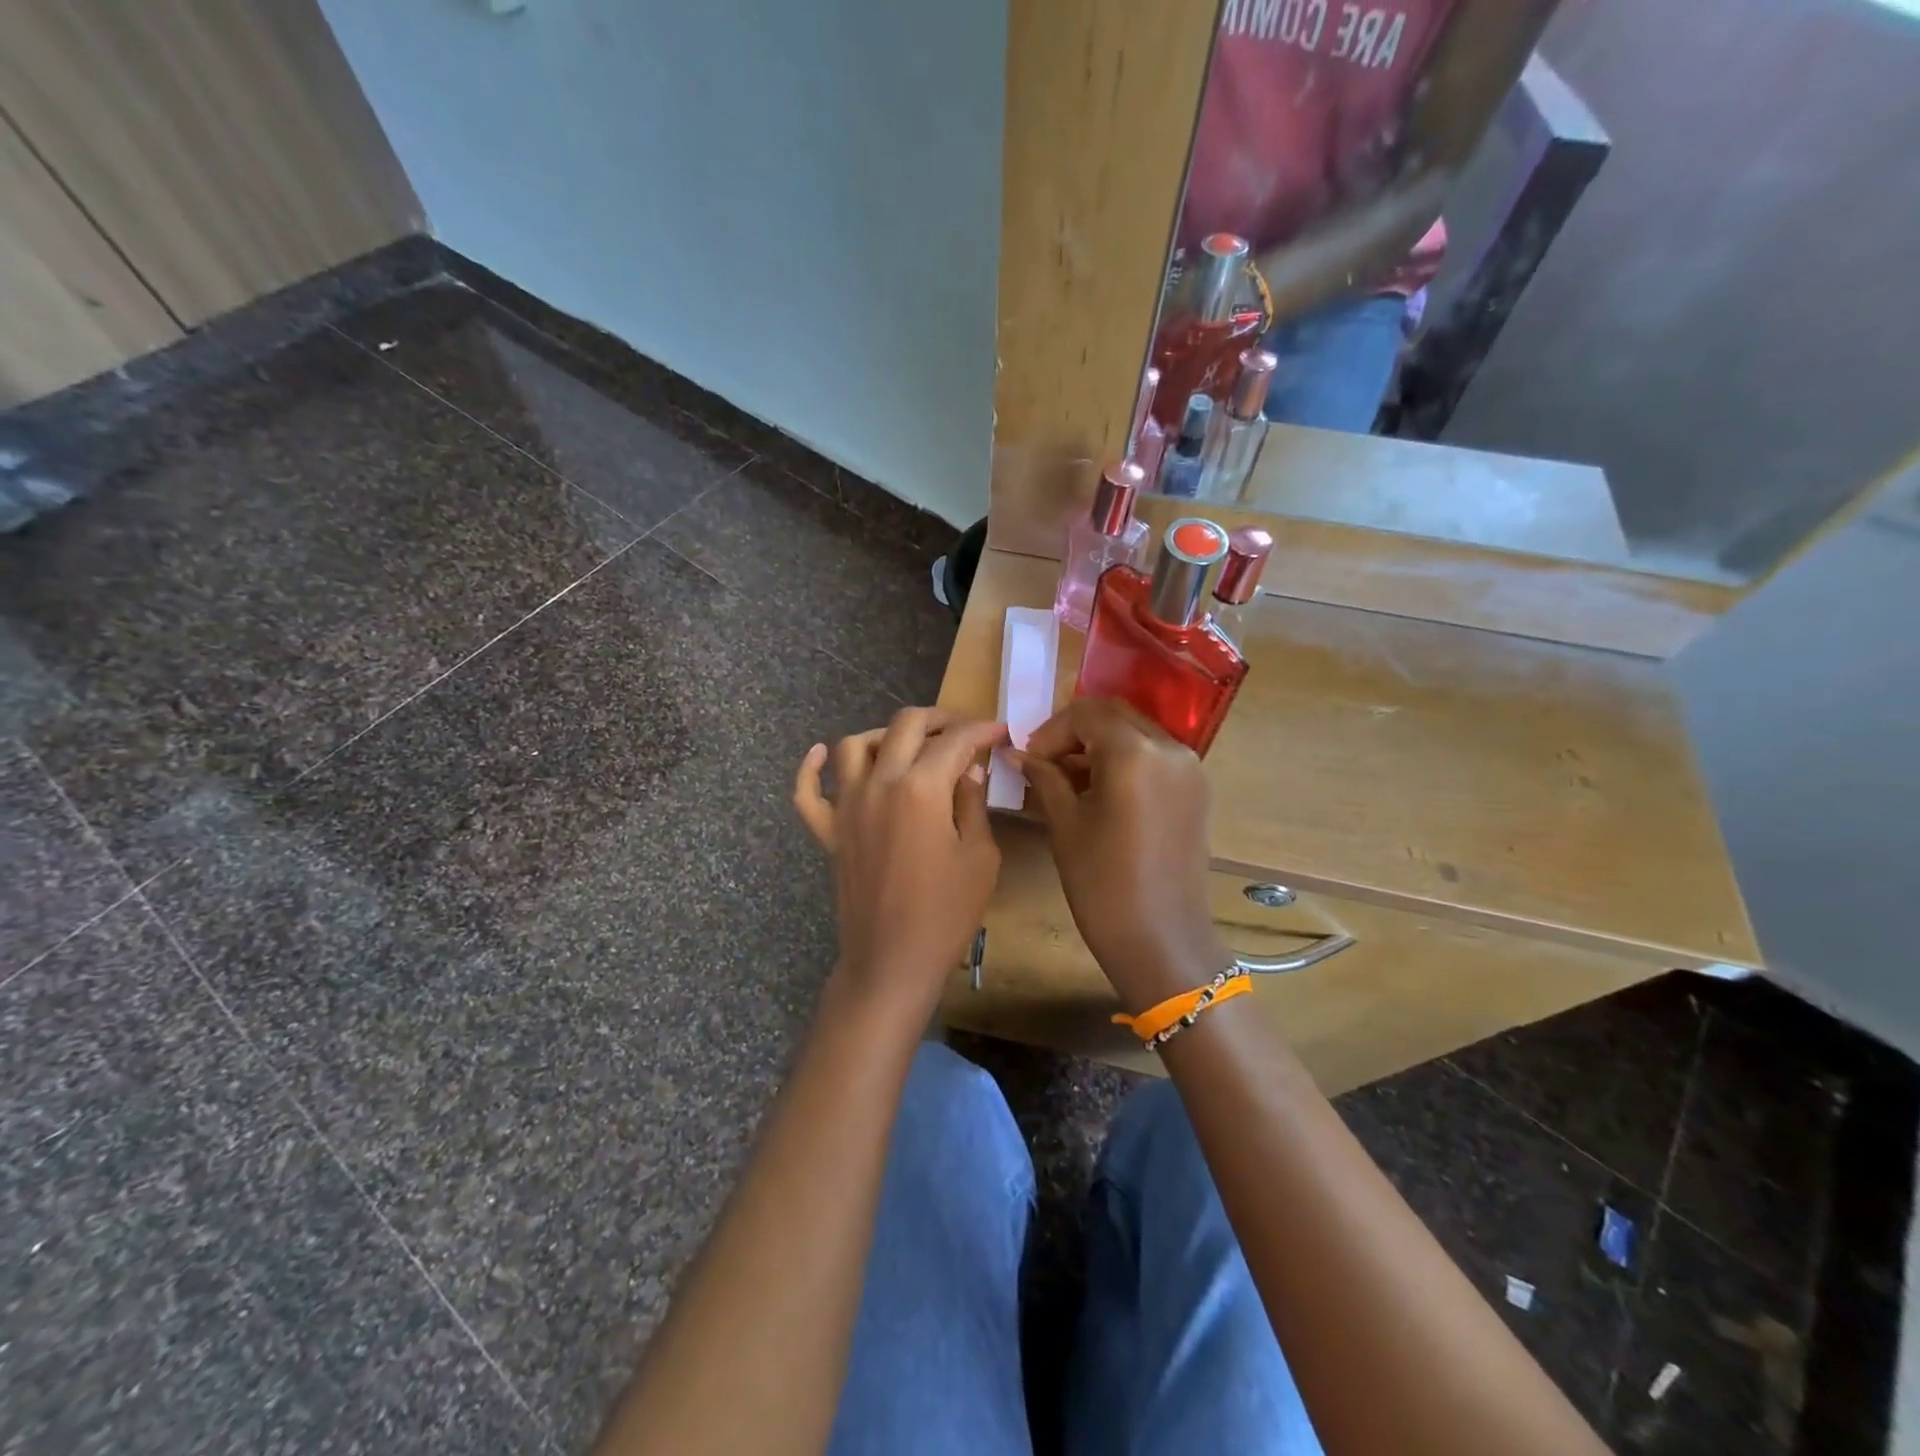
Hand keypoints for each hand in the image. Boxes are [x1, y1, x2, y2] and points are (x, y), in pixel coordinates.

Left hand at [793, 708, 1007, 1018]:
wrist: (892, 960)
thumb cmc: (946, 913)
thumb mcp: (979, 857)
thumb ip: (973, 803)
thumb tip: (968, 770)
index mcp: (921, 788)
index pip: (955, 742)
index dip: (982, 731)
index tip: (999, 733)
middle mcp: (879, 784)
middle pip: (905, 726)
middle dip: (939, 719)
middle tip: (962, 731)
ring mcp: (847, 806)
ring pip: (854, 745)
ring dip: (884, 735)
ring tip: (908, 745)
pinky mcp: (828, 831)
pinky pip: (808, 791)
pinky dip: (811, 767)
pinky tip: (823, 753)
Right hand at [1016, 698, 1226, 1012]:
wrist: (1162, 941)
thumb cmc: (1103, 886)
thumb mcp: (1066, 826)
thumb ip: (1045, 778)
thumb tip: (1018, 753)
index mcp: (1135, 754)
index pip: (1086, 714)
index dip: (1051, 731)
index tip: (1029, 759)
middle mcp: (1170, 749)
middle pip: (1114, 715)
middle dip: (1075, 732)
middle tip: (1045, 763)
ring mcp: (1189, 768)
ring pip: (1136, 733)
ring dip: (1099, 744)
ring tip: (1068, 779)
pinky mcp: (1196, 789)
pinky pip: (1154, 756)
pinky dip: (1124, 760)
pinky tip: (1099, 790)